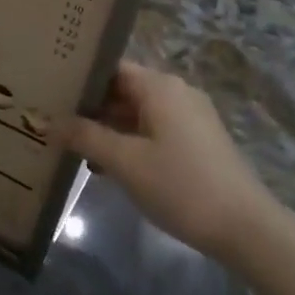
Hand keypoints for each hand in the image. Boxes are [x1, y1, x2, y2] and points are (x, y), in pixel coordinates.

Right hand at [67, 61, 277, 260]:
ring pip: (138, 113)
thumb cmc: (180, 186)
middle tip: (51, 121)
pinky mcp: (197, 141)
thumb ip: (86, 137)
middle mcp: (176, 93)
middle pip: (123, 90)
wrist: (244, 226)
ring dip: (108, 129)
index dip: (80, 79)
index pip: (111, 68)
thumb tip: (50, 121)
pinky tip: (106, 166)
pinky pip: (154, 130)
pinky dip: (129, 142)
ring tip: (71, 145)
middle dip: (90, 107)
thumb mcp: (125, 162)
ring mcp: (190, 117)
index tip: (50, 92)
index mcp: (160, 87)